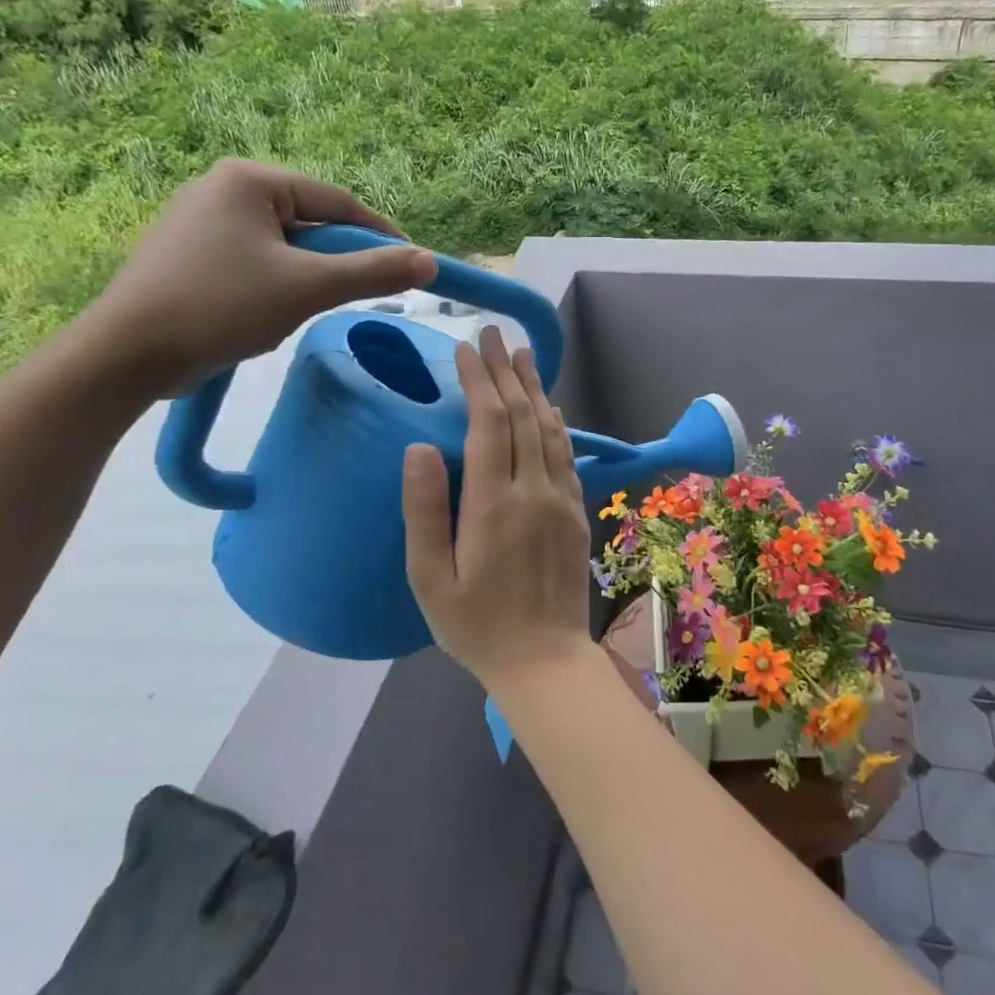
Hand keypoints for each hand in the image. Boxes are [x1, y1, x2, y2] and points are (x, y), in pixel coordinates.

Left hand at [78, 159, 437, 397]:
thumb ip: (372, 273)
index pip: (336, 200)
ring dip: (310, 275)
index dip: (380, 234)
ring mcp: (202, 220)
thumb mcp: (307, 288)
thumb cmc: (221, 307)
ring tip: (310, 308)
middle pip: (310, 222)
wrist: (128, 354)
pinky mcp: (190, 253)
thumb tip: (430, 262)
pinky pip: (257, 260)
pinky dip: (279, 282)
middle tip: (362, 294)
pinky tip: (273, 311)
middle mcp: (223, 188)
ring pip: (284, 245)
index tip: (412, 266)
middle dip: (339, 259)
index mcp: (249, 180)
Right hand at [402, 327, 593, 691]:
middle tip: (494, 334)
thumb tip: (419, 447)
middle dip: (506, 370)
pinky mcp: (575, 511)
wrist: (544, 659)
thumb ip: (424, 510)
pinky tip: (549, 407)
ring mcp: (561, 499)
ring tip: (523, 354)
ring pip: (549, 428)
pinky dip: (556, 423)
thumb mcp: (429, 578)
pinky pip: (566, 454)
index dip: (479, 380)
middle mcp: (533, 490)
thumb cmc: (475, 625)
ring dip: (535, 388)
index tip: (465, 349)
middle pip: (522, 415)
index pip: (489, 422)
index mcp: (493, 503)